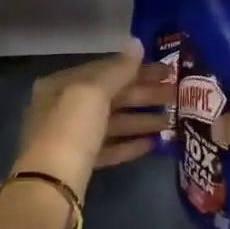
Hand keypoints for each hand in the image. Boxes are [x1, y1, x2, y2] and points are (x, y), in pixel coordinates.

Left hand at [13, 42, 172, 199]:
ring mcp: (71, 139)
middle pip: (110, 97)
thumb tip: (136, 43)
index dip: (137, 69)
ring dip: (142, 121)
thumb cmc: (71, 129)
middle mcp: (63, 109)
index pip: (104, 70)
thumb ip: (118, 69)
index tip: (167, 72)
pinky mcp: (80, 164)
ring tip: (172, 121)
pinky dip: (130, 144)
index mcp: (60, 86)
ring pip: (112, 124)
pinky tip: (153, 144)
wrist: (52, 185)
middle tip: (177, 95)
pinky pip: (109, 148)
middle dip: (144, 96)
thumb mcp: (93, 92)